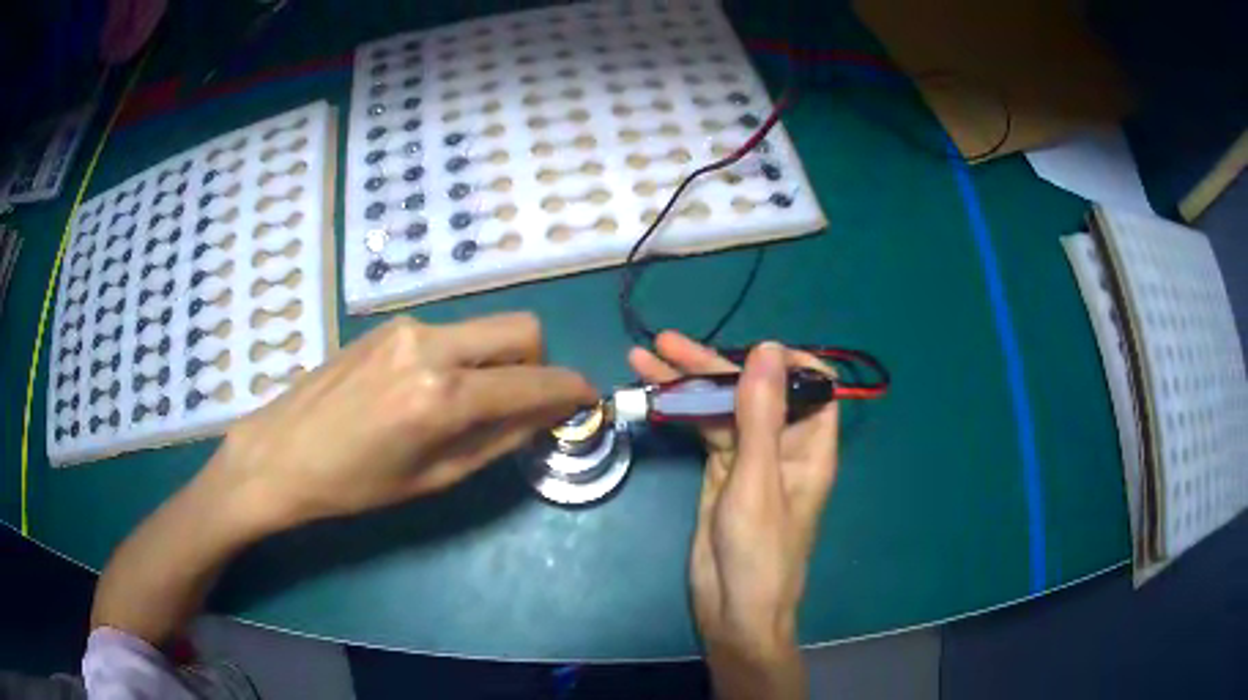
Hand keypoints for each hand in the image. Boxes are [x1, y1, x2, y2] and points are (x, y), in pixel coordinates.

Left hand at [211, 313, 596, 533]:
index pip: (534, 381)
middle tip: (523, 402)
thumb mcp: (434, 478)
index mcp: (442, 395)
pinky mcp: (390, 324)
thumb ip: (498, 440)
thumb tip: (544, 416)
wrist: (280, 453)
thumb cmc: (354, 484)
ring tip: (472, 402)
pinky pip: (451, 331)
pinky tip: (433, 389)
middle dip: (539, 364)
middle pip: (522, 329)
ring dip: (499, 359)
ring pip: (486, 327)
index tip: (586, 400)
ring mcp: (408, 327)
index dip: (571, 390)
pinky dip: (465, 355)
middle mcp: (432, 345)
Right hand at [629, 333, 837, 675]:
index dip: (783, 360)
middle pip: (753, 390)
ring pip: (722, 409)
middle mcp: (782, 443)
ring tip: (644, 359)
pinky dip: (680, 414)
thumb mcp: (758, 481)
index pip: (811, 383)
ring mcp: (749, 458)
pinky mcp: (720, 472)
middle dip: (712, 365)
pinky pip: (703, 432)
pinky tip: (654, 396)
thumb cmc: (759, 552)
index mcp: (809, 443)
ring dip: (687, 385)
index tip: (744, 350)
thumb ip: (761, 415)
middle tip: (665, 344)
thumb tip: (768, 348)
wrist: (733, 611)